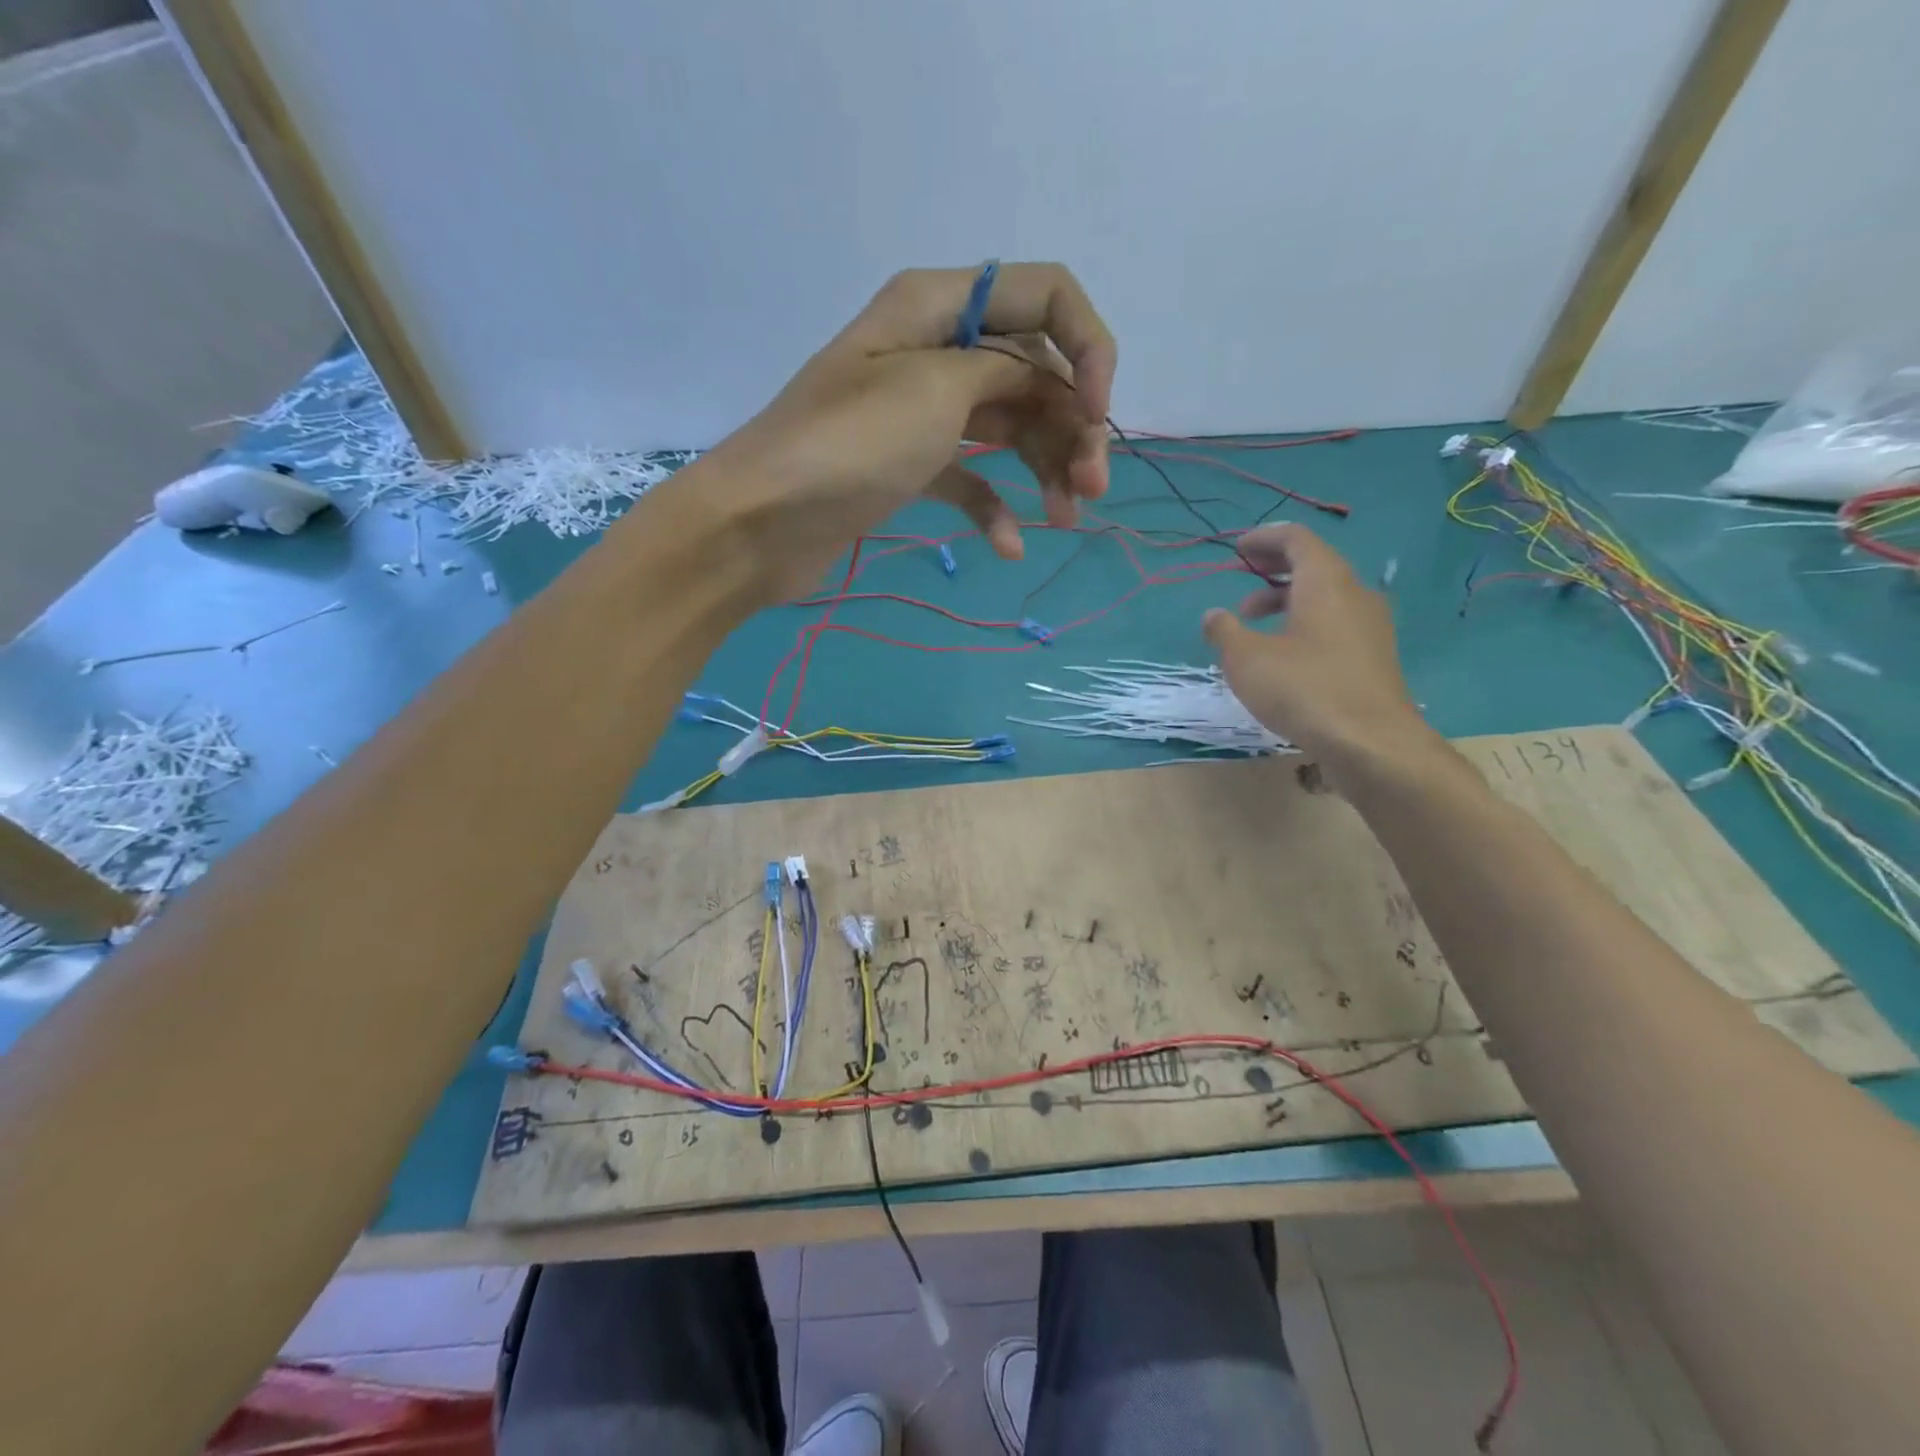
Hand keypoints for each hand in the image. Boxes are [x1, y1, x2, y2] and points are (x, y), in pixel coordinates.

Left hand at [699, 264, 1116, 603]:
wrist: (761, 524)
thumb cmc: (847, 447)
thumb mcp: (934, 389)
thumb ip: (1006, 371)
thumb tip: (1044, 383)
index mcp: (939, 306)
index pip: (1045, 296)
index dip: (1087, 348)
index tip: (1098, 412)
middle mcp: (935, 350)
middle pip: (1034, 374)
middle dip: (1073, 426)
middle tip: (1092, 490)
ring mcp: (922, 413)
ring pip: (1010, 428)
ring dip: (1046, 469)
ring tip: (1066, 519)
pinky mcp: (910, 468)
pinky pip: (971, 479)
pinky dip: (995, 509)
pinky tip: (1009, 546)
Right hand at [1202, 525, 1434, 780]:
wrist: (1371, 743)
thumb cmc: (1304, 690)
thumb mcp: (1246, 660)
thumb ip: (1225, 632)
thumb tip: (1213, 616)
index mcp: (1325, 582)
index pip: (1297, 539)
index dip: (1264, 539)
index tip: (1237, 549)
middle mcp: (1355, 594)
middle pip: (1314, 564)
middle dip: (1274, 568)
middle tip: (1242, 579)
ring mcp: (1370, 626)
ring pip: (1325, 596)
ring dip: (1287, 599)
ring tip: (1254, 623)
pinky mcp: (1374, 656)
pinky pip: (1336, 622)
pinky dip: (1306, 622)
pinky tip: (1285, 653)